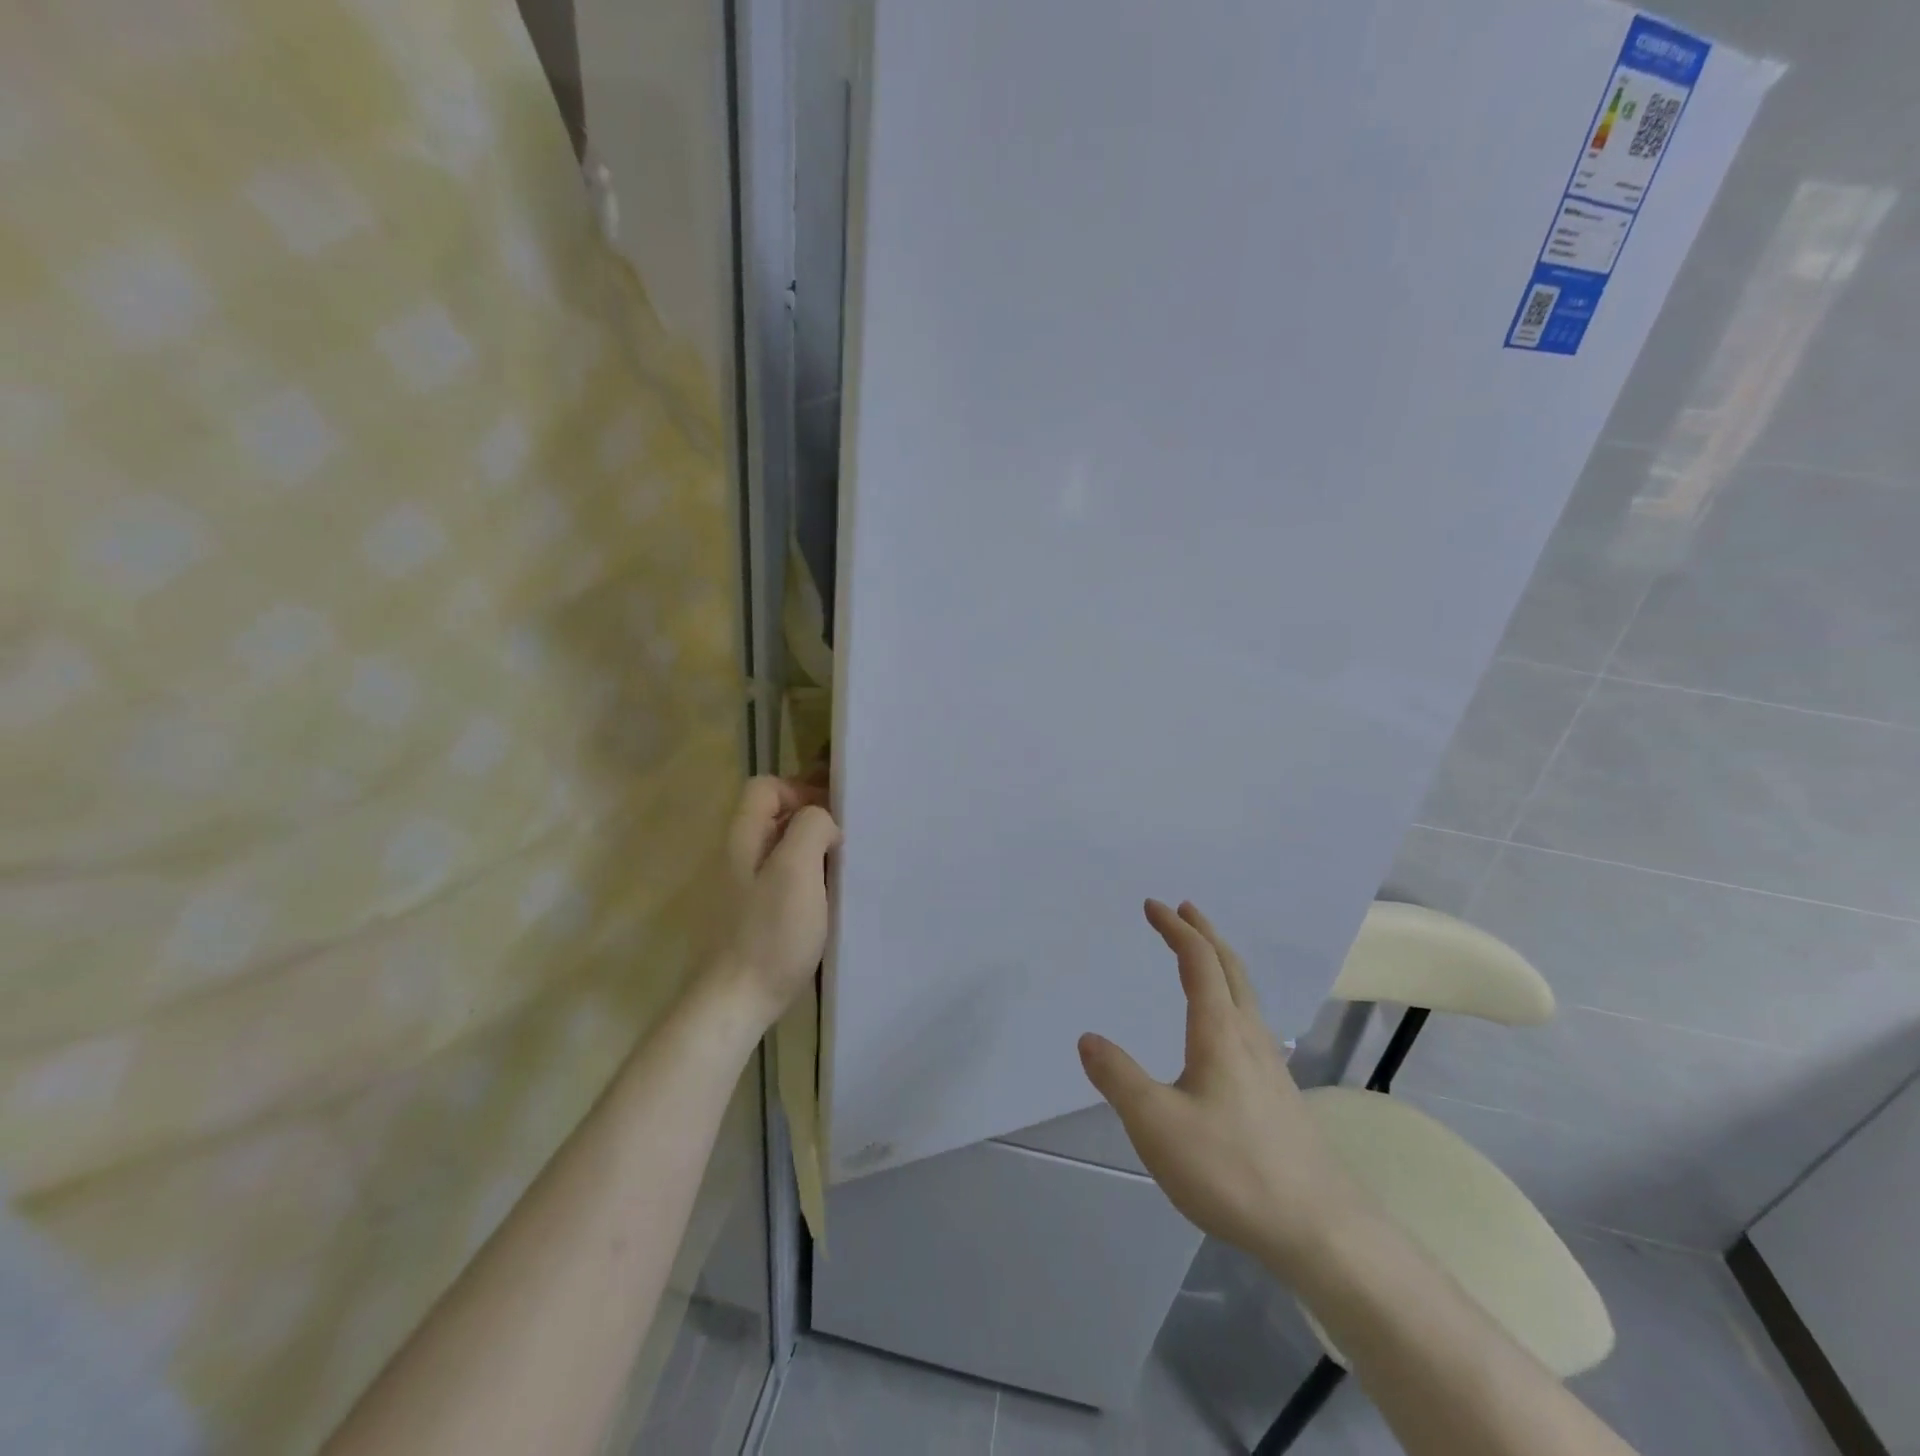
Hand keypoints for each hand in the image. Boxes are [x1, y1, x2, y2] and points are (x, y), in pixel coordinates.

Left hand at [712, 776, 841, 1028]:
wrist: (736, 1002)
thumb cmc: (770, 933)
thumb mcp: (797, 870)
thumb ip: (811, 828)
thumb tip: (822, 822)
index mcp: (743, 837)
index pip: (766, 787)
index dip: (800, 790)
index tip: (833, 817)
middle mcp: (738, 856)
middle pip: (775, 817)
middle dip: (813, 822)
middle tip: (845, 844)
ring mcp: (743, 889)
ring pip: (782, 851)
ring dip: (813, 853)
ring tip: (844, 873)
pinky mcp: (753, 917)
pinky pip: (784, 882)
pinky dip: (808, 881)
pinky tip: (828, 903)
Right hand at [1078, 901, 1367, 1278]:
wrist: (1322, 1230)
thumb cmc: (1232, 1169)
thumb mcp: (1157, 1125)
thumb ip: (1118, 1078)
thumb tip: (1088, 1038)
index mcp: (1219, 1031)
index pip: (1198, 961)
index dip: (1175, 928)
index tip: (1152, 905)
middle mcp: (1249, 1036)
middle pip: (1230, 967)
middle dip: (1204, 933)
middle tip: (1184, 909)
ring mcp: (1271, 1065)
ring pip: (1246, 994)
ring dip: (1221, 962)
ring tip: (1202, 956)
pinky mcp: (1280, 1093)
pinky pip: (1252, 1021)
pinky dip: (1232, 995)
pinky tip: (1227, 1027)